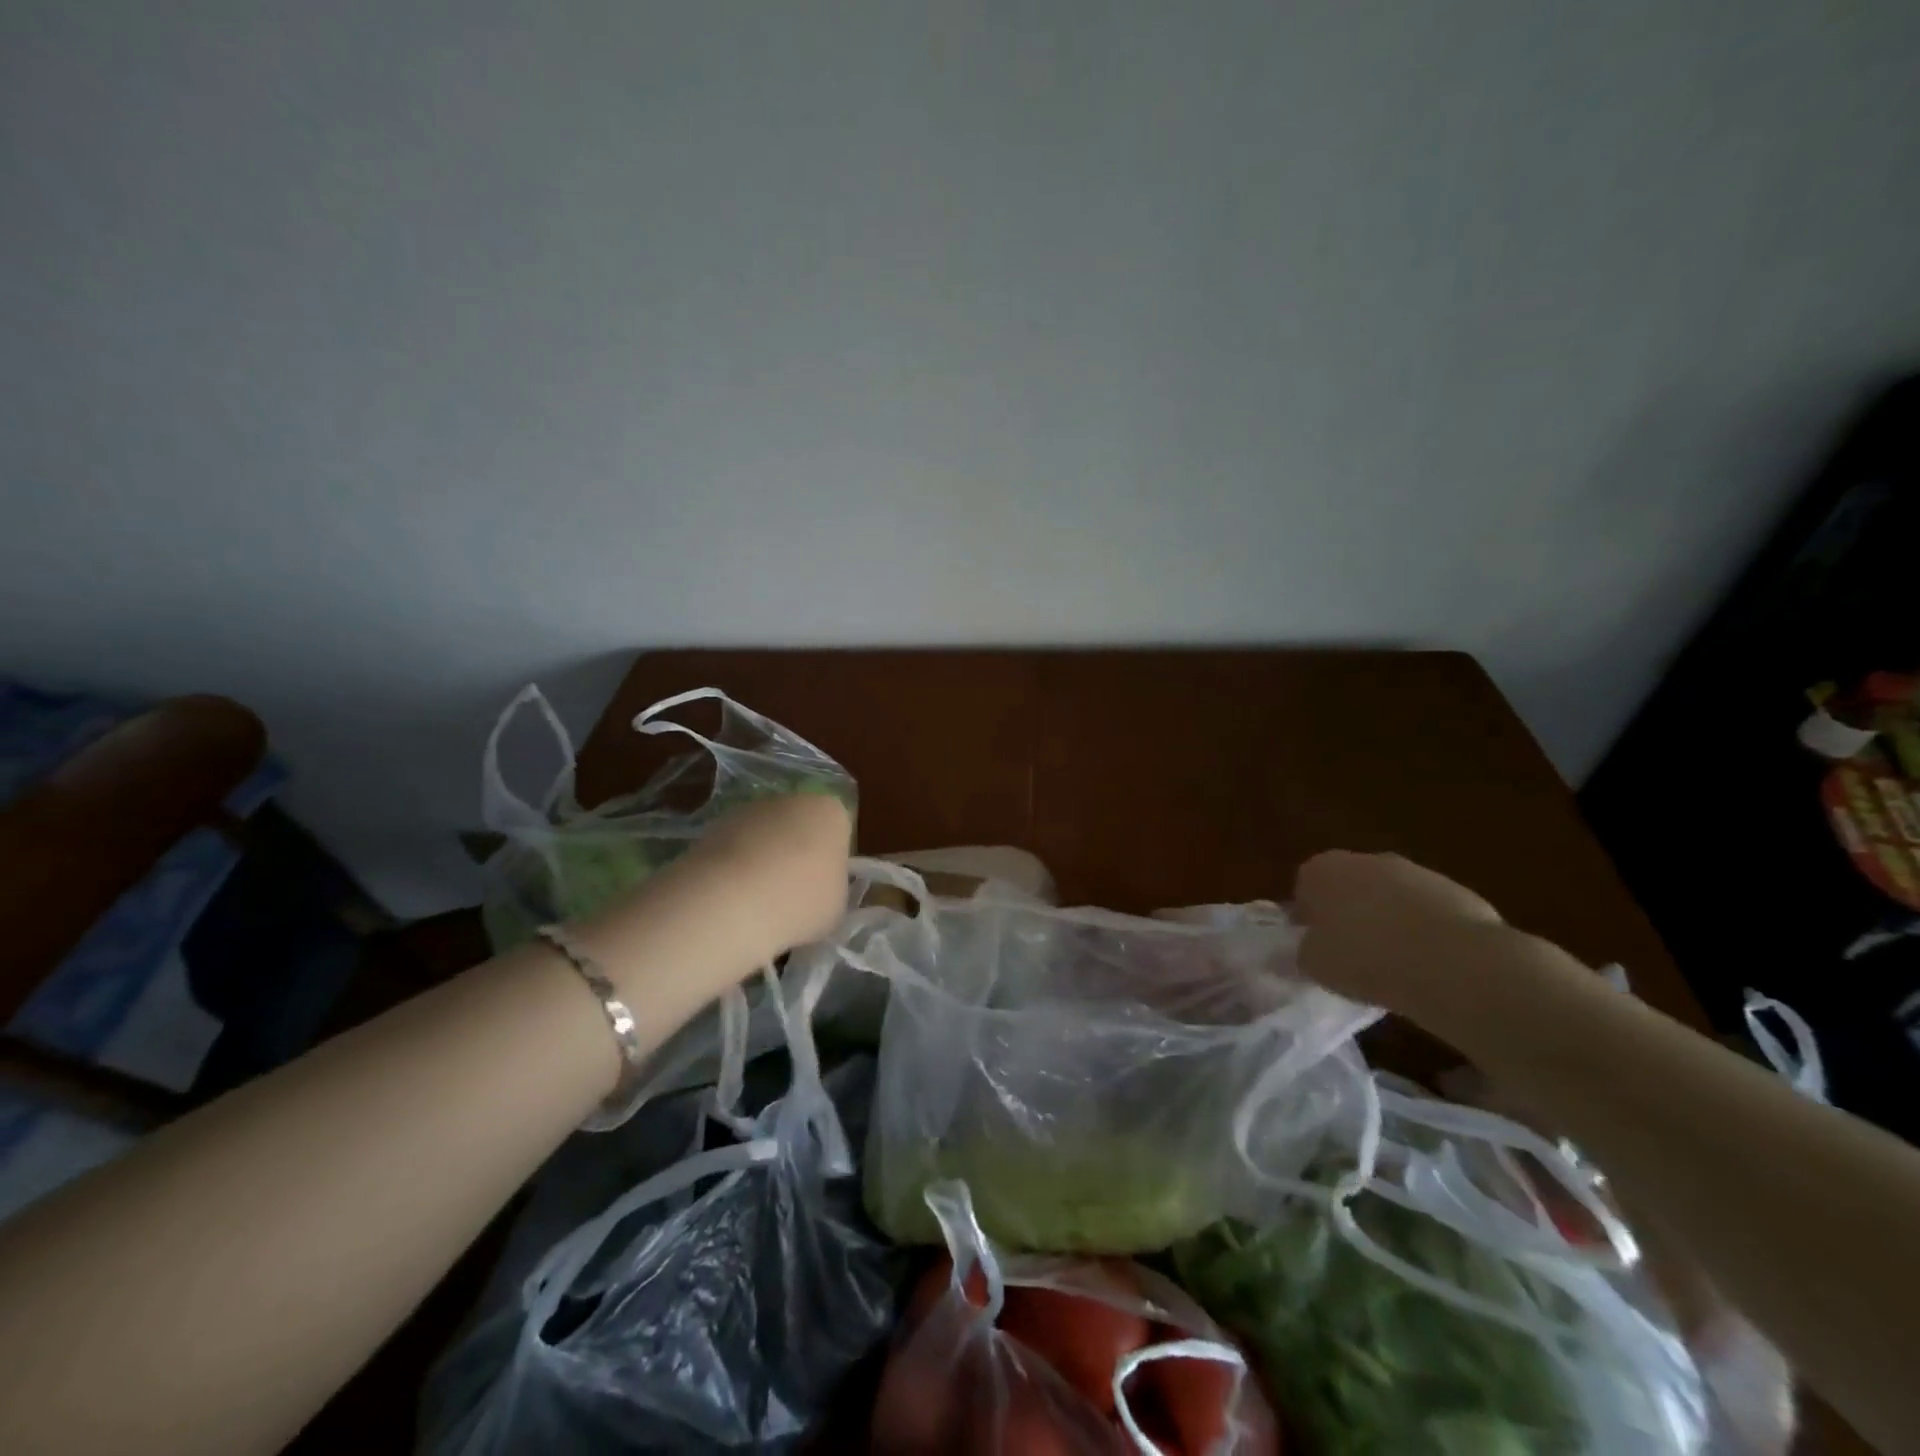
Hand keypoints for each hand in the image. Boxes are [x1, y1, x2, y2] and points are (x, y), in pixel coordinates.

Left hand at [655, 792, 853, 962]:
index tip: (823, 888)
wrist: (731, 902)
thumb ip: (832, 888)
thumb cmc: (801, 901)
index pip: (838, 829)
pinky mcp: (713, 827)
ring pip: (764, 837)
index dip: (831, 860)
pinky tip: (732, 901)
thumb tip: (817, 891)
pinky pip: (735, 850)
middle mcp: (791, 800)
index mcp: (830, 812)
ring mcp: (748, 811)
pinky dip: (734, 870)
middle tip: (792, 896)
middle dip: (796, 855)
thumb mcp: (837, 905)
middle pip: (799, 827)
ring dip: (762, 862)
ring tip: (758, 904)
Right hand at [1293, 850, 1506, 1017]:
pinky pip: (1429, 912)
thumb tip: (1311, 947)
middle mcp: (1365, 860)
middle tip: (1355, 954)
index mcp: (1322, 870)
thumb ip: (1306, 949)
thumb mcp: (1314, 964)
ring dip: (1391, 921)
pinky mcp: (1456, 890)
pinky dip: (1427, 931)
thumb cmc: (1365, 959)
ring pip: (1392, 896)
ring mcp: (1414, 871)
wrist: (1452, 963)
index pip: (1305, 887)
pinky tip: (1431, 964)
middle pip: (1350, 886)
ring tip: (1397, 964)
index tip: (1319, 945)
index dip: (1310, 917)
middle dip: (1351, 913)